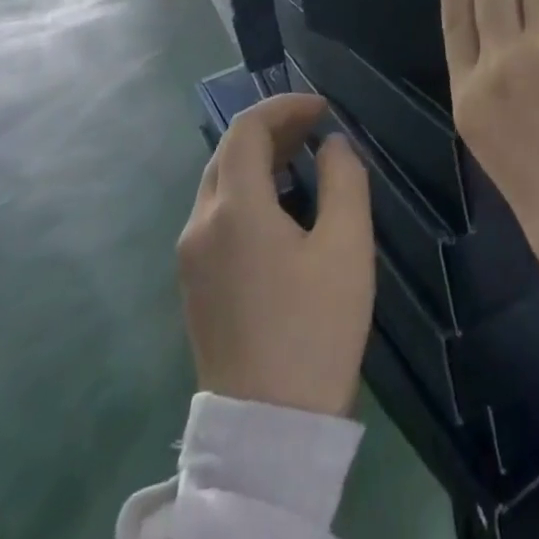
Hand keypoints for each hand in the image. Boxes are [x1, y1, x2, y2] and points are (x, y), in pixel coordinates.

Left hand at [177, 93, 372, 416]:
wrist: (268, 431)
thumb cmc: (315, 328)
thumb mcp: (347, 245)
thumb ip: (344, 178)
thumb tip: (331, 145)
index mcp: (234, 209)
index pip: (247, 129)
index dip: (285, 107)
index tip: (324, 107)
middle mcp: (200, 225)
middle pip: (229, 152)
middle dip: (273, 128)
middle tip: (318, 126)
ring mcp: (191, 258)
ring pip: (220, 183)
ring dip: (260, 158)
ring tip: (306, 156)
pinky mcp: (195, 285)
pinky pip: (217, 214)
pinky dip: (248, 190)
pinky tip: (283, 204)